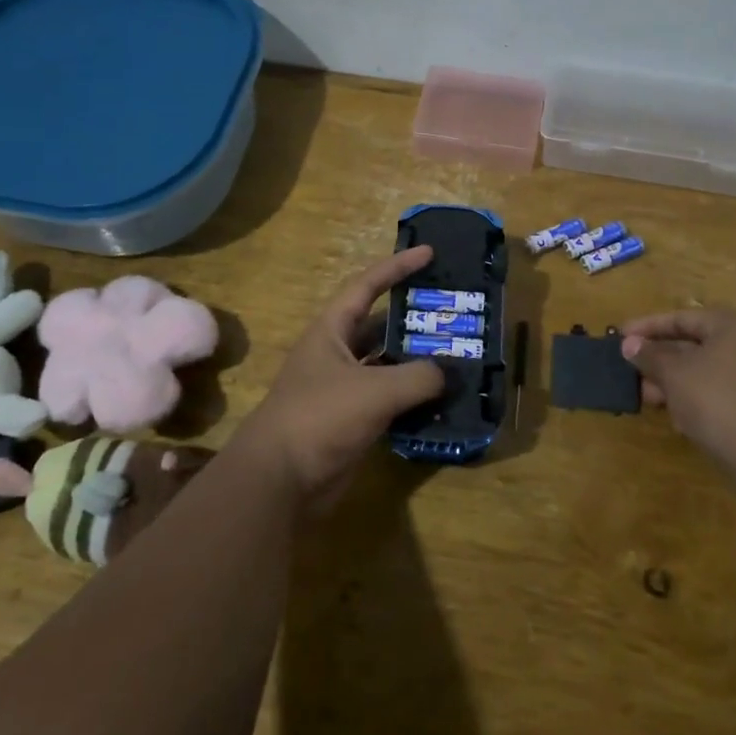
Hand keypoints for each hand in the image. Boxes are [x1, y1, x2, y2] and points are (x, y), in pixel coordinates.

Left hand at [238, 246, 445, 505]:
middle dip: (412, 318)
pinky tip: (441, 399)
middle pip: (379, 325)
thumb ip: (419, 376)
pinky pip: (388, 400)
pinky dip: (412, 398)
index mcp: (331, 331)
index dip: (397, 267)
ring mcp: (342, 389)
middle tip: (451, 311)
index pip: (366, 286)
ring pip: (386, 365)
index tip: (428, 253)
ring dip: (416, 361)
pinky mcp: (350, 421)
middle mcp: (335, 354)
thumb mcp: (375, 390)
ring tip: (456, 353)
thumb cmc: (321, 417)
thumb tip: (448, 372)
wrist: (280, 481)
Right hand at [620, 308, 735, 487]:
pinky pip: (727, 395)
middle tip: (632, 372)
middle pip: (698, 345)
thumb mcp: (675, 376)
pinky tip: (681, 420)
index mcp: (735, 327)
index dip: (648, 326)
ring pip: (711, 373)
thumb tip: (630, 343)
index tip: (620, 336)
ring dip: (677, 383)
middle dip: (661, 359)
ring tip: (649, 399)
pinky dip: (700, 400)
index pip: (683, 317)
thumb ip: (650, 356)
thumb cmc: (720, 404)